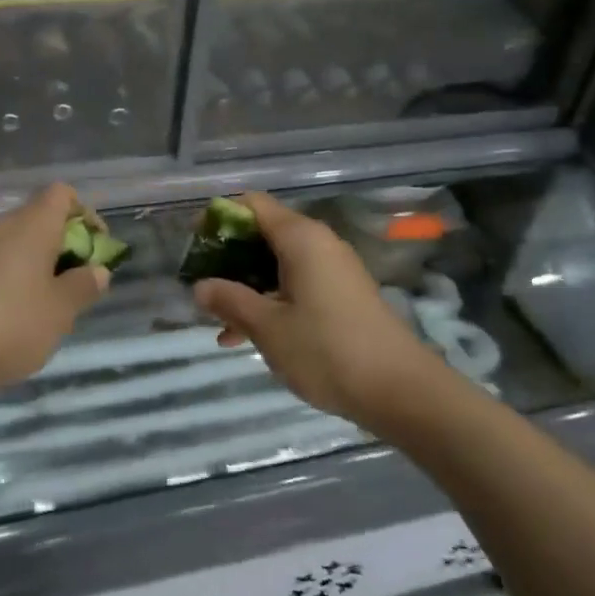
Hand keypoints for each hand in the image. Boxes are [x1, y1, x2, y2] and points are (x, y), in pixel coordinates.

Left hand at [0, 183, 108, 395]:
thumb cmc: (7, 324)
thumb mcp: (59, 311)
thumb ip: (83, 287)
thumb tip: (97, 270)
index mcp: (32, 225)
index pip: (62, 194)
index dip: (85, 215)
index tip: (96, 249)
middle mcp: (3, 227)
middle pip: (41, 219)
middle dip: (66, 247)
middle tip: (78, 286)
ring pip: (19, 245)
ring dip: (40, 267)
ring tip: (50, 308)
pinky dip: (15, 282)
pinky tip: (17, 319)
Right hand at [193, 192, 442, 427]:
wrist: (400, 390)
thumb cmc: (326, 350)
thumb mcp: (267, 327)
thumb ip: (230, 301)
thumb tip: (200, 286)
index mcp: (301, 238)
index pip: (252, 205)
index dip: (219, 218)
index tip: (194, 244)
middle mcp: (319, 244)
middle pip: (264, 234)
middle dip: (228, 258)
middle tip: (202, 286)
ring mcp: (333, 271)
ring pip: (278, 264)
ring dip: (246, 286)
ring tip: (218, 320)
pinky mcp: (342, 296)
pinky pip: (296, 284)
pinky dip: (270, 301)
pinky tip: (246, 337)